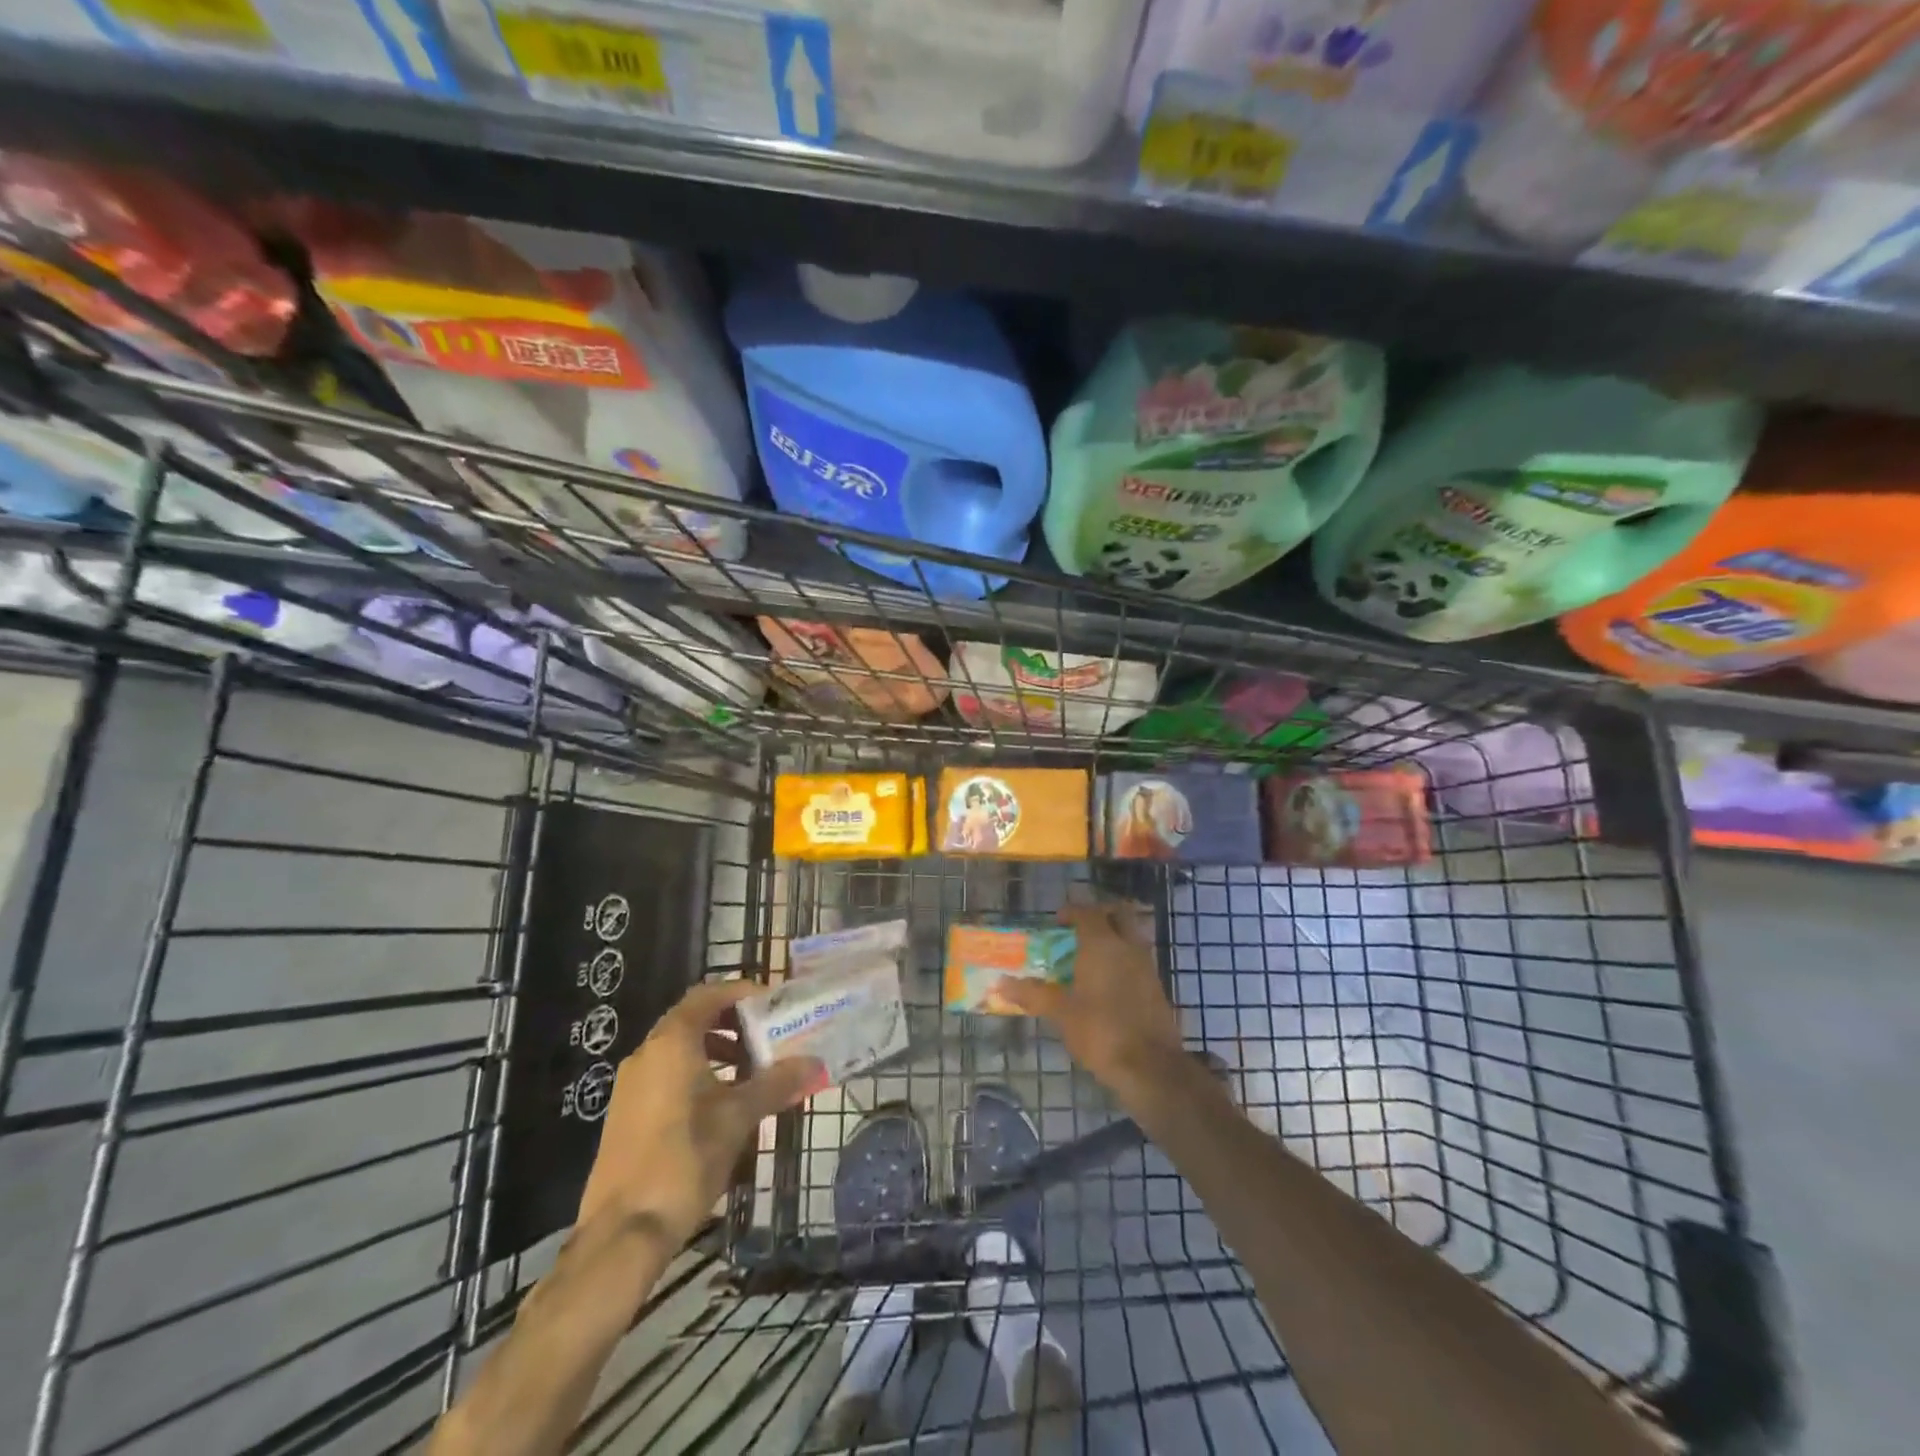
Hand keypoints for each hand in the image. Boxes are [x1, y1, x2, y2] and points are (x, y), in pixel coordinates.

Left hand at [576, 981, 825, 1247]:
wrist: (622, 1233)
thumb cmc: (684, 1159)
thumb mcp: (739, 1118)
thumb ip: (777, 1084)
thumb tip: (814, 1064)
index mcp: (671, 1043)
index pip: (707, 994)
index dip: (740, 992)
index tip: (772, 1002)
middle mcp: (647, 1054)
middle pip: (693, 1019)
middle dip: (733, 1023)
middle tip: (767, 1036)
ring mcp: (632, 1085)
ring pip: (680, 1049)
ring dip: (717, 1050)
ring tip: (751, 1072)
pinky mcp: (627, 1114)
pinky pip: (667, 1075)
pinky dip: (698, 1074)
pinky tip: (723, 1105)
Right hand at [995, 901, 1187, 1100]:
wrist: (1151, 1067)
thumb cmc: (1101, 1031)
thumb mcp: (1061, 1014)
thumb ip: (1033, 994)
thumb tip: (1002, 983)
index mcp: (1102, 944)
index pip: (1087, 912)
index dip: (1071, 912)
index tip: (1056, 923)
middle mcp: (1127, 946)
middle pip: (1118, 914)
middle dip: (1099, 916)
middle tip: (1079, 931)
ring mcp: (1146, 965)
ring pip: (1131, 936)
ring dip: (1113, 938)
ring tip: (1089, 958)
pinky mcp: (1156, 986)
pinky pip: (1137, 959)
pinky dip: (1123, 959)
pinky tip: (1106, 983)